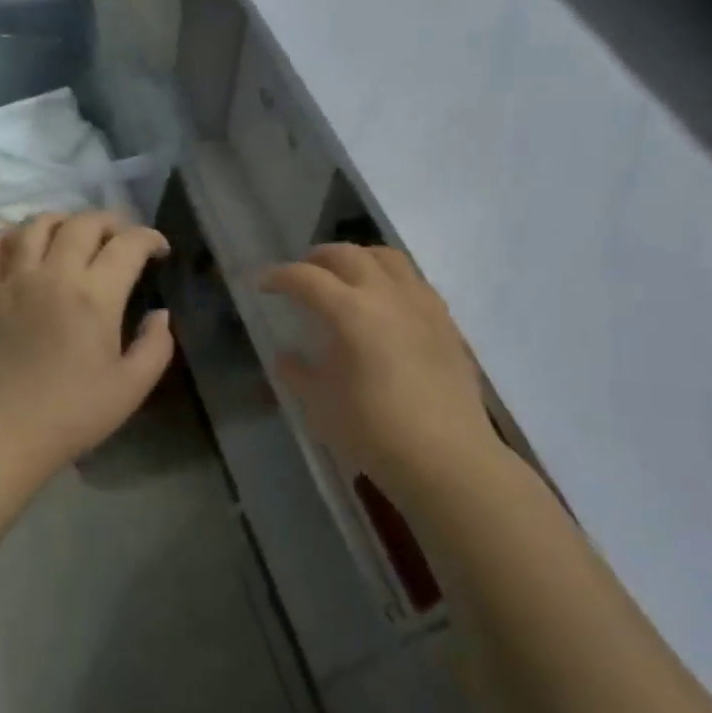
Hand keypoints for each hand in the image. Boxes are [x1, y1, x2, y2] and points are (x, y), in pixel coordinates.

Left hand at [0, 211, 173, 480]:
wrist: (3, 434)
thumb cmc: (73, 414)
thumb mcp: (132, 387)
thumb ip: (156, 345)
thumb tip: (160, 314)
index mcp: (95, 296)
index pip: (128, 244)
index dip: (150, 239)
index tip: (160, 251)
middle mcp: (54, 275)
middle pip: (83, 223)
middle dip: (111, 222)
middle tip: (121, 240)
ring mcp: (14, 280)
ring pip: (36, 224)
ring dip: (63, 221)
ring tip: (74, 236)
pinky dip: (9, 237)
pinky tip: (22, 247)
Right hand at [262, 244, 505, 506]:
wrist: (447, 457)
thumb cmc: (374, 432)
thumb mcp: (321, 406)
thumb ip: (298, 374)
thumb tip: (286, 357)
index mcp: (351, 312)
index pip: (307, 279)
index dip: (280, 277)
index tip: (264, 284)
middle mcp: (388, 296)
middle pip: (348, 255)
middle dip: (318, 258)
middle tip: (303, 273)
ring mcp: (422, 305)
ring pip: (388, 258)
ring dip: (359, 258)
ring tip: (345, 277)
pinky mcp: (446, 322)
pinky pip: (414, 281)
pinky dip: (390, 278)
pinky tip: (386, 303)